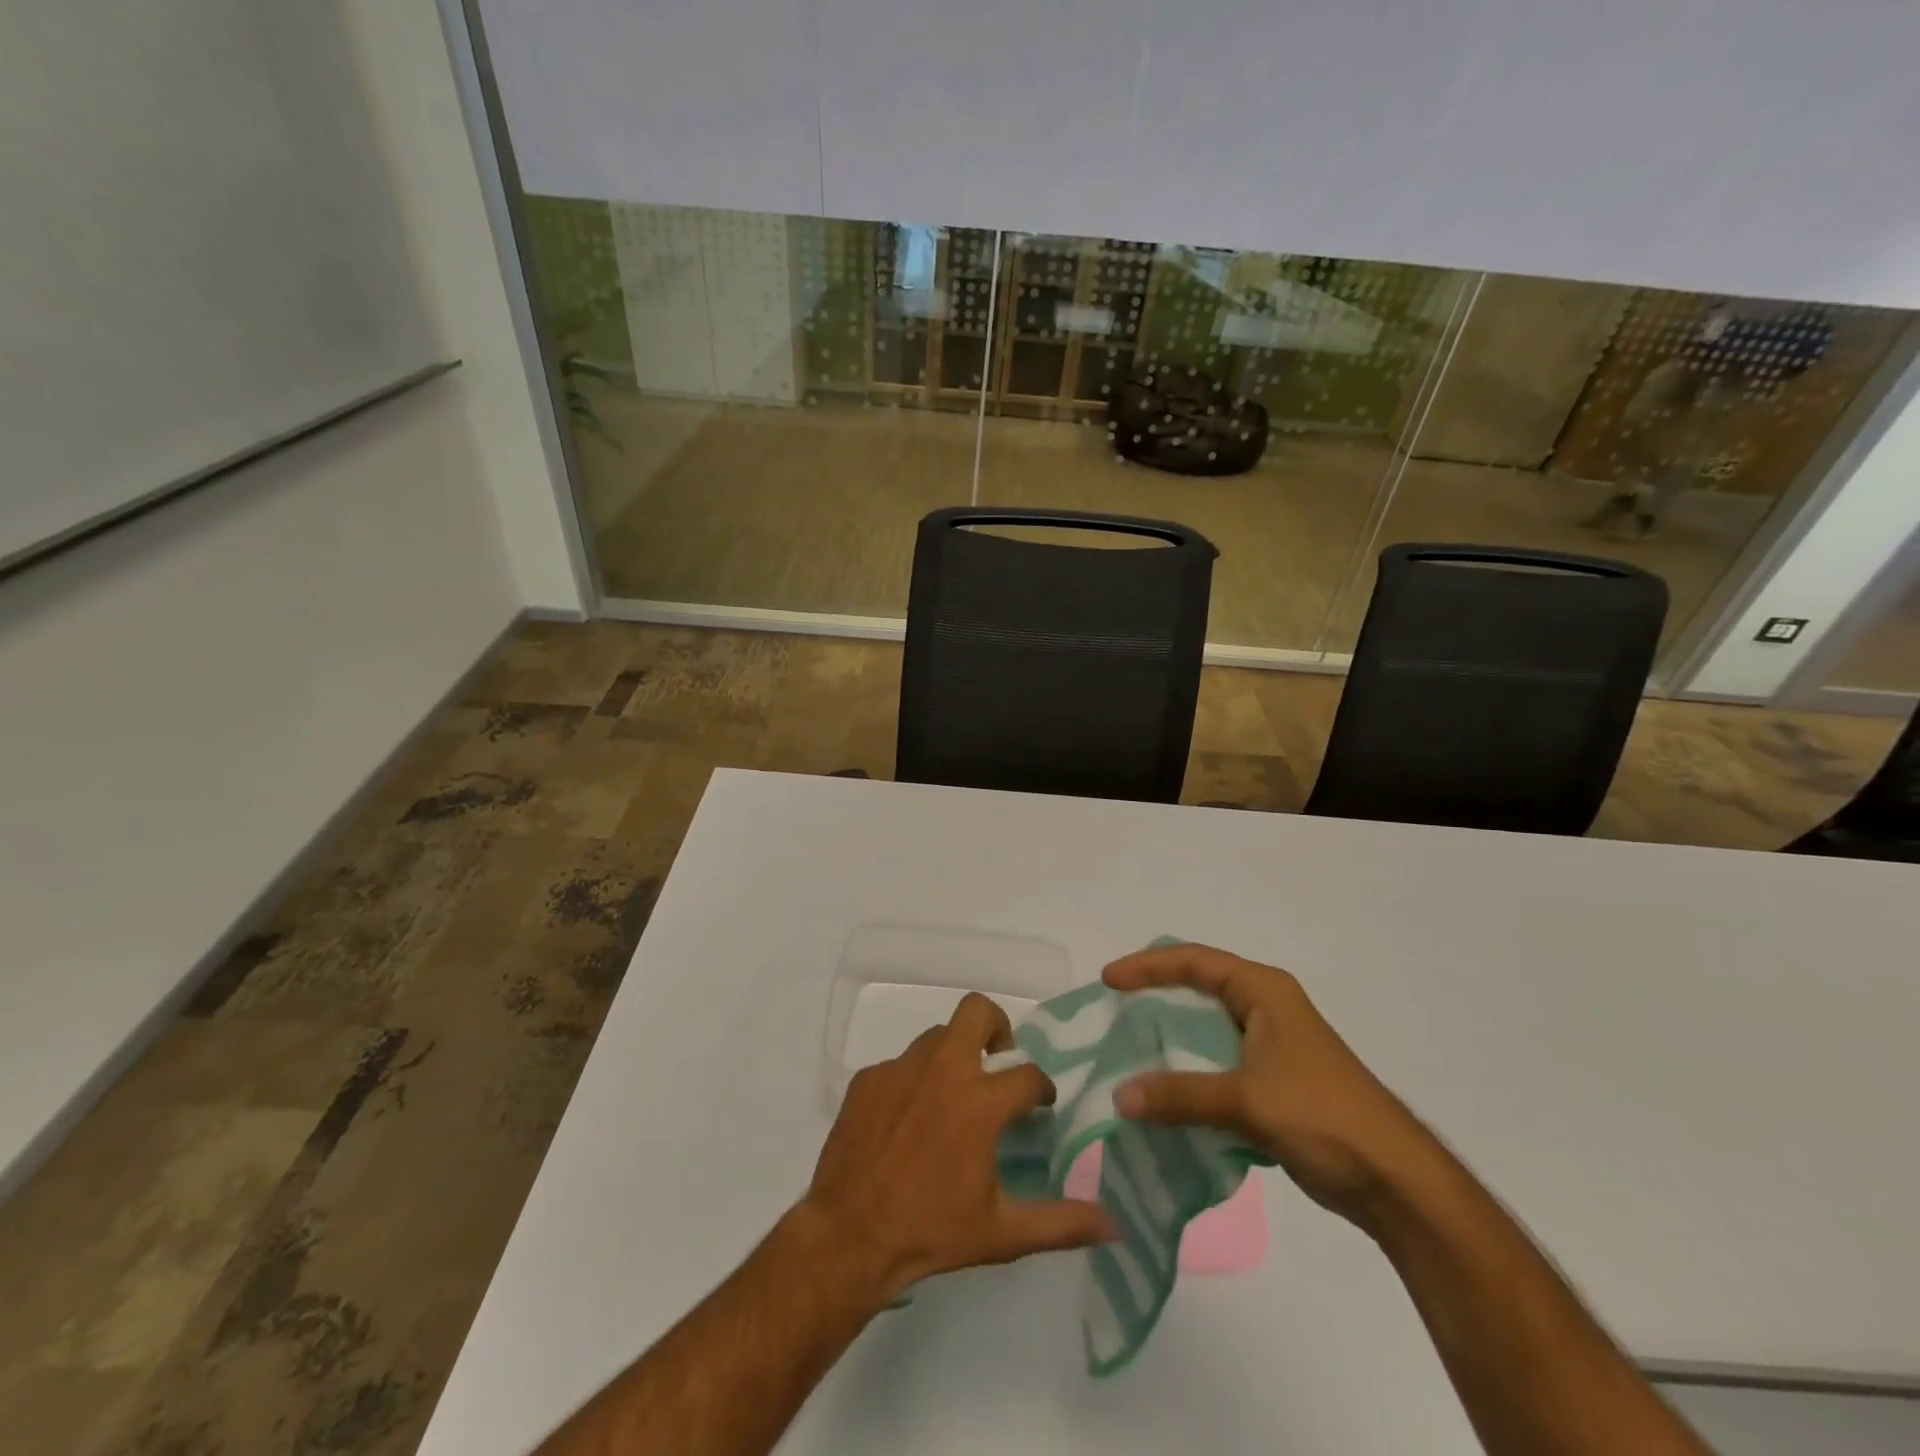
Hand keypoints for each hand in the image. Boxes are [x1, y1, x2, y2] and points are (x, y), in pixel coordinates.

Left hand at [799, 993, 1116, 1301]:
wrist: (848, 1236)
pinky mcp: (867, 1078)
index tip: (1040, 1104)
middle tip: (996, 1063)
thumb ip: (1061, 1224)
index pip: (1029, 1074)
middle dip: (996, 1027)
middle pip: (977, 1010)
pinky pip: (900, 1065)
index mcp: (980, 1102)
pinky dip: (913, 1082)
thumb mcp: (1002, 1234)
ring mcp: (900, 1069)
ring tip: (951, 1099)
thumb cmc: (930, 1232)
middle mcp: (943, 1070)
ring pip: (937, 1037)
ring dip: (954, 1057)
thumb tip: (1115, 1226)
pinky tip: (907, 1121)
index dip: (1042, 1088)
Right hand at [1105, 944, 1439, 1233]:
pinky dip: (1187, 1073)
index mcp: (1264, 991)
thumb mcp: (1248, 1099)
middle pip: (1197, 988)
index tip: (1108, 980)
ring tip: (1126, 1049)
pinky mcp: (1271, 1082)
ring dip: (1169, 1039)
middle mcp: (1265, 1008)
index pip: (1194, 962)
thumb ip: (1181, 1095)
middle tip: (1112, 1010)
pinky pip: (1215, 1064)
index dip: (1148, 966)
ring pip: (1205, 1029)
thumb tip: (1118, 1098)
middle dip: (1154, 997)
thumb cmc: (1324, 1116)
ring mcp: (1269, 1045)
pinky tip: (1161, 1092)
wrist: (1394, 1180)